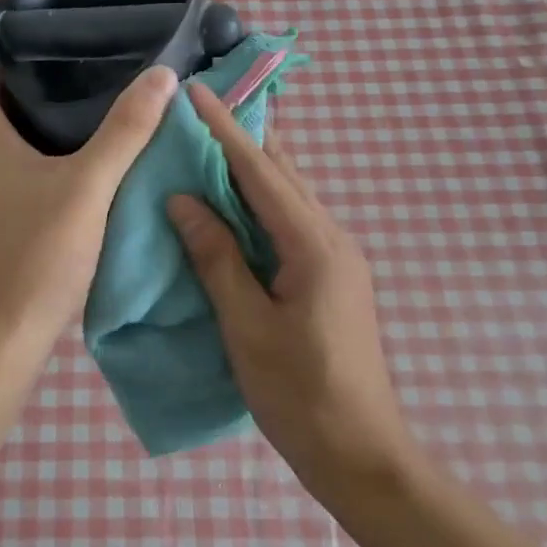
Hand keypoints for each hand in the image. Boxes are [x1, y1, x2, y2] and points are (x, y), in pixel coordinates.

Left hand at [0, 4, 176, 352]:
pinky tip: (80, 139)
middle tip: (52, 31)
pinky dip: (41, 133)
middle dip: (3, 56)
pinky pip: (19, 154)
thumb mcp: (86, 186)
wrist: (2, 335)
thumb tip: (162, 76)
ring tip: (74, 73)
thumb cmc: (33, 253)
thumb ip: (125, 131)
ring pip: (1, 124)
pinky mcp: (5, 210)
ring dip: (24, 95)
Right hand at [167, 82, 412, 494]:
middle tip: (204, 106)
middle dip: (243, 136)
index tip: (195, 91)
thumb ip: (216, 257)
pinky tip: (238, 202)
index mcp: (313, 244)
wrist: (363, 456)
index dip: (224, 129)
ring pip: (291, 195)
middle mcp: (332, 238)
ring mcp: (338, 257)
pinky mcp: (333, 277)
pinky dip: (262, 200)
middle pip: (283, 173)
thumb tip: (183, 200)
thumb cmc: (300, 394)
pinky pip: (293, 220)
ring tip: (215, 140)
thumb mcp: (247, 326)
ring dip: (254, 166)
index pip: (260, 171)